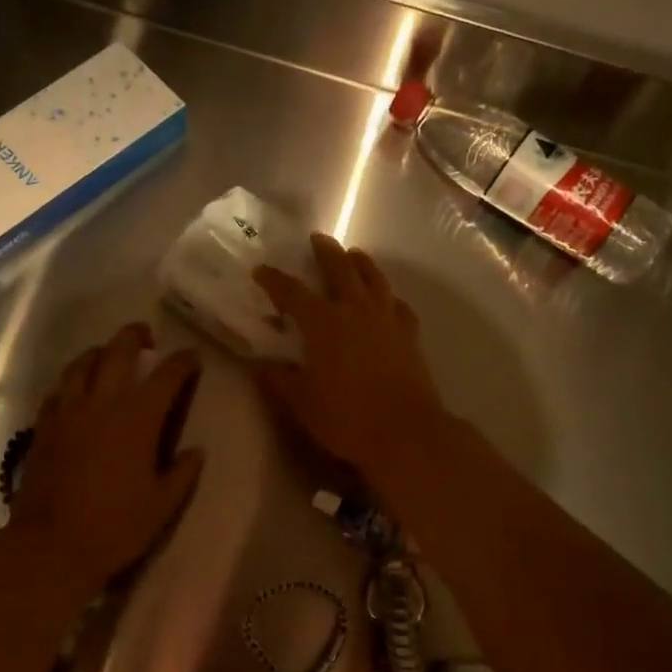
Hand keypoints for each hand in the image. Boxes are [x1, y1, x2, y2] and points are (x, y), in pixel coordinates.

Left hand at [3, 323, 204, 608]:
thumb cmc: (115, 528)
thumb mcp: (162, 506)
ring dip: (99, 352)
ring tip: (108, 355)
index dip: (182, 362)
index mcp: (137, 418)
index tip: (192, 357)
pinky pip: (58, 391)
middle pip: (118, 351)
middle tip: (147, 338)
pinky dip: (71, 382)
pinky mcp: (44, 427)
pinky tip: (75, 391)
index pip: (166, 375)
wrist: (50, 547)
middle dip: (135, 336)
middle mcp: (102, 403)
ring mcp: (68, 412)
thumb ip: (182, 473)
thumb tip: (196, 450)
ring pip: (81, 364)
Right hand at [253, 234, 446, 478]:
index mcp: (323, 323)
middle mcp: (355, 310)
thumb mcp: (302, 404)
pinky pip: (398, 305)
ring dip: (361, 262)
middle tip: (317, 238)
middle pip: (340, 269)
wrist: (407, 432)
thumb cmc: (347, 419)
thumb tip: (263, 365)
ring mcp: (387, 319)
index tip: (261, 270)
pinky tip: (387, 300)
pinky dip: (389, 296)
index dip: (274, 279)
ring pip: (374, 278)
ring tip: (354, 255)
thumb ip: (280, 381)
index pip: (293, 292)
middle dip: (326, 251)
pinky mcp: (410, 333)